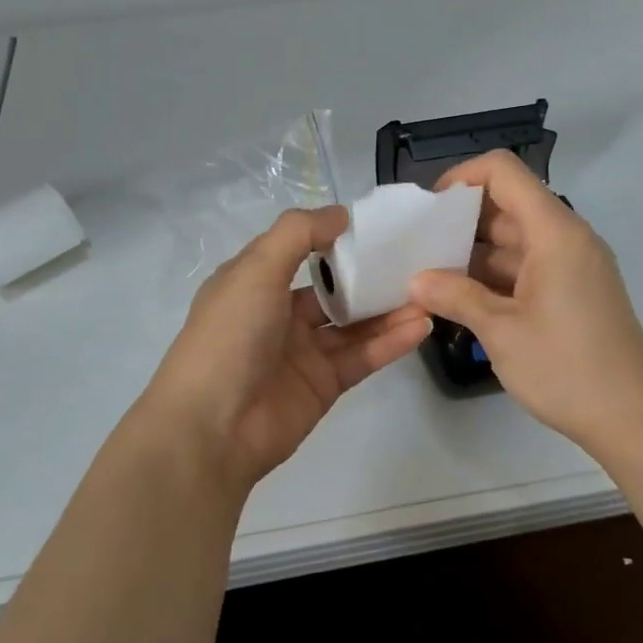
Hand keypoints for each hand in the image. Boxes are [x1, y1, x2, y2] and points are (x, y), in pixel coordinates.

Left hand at [144, 206, 431, 494]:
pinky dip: (391, 341)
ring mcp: (303, 352)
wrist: (213, 427)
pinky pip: (363, 356)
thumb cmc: (230, 335)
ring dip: (389, 309)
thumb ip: (299, 233)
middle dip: (371, 276)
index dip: (336, 238)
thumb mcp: (256, 269)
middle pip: (334, 289)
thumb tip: (341, 214)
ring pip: (354, 324)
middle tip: (417, 260)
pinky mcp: (325, 385)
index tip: (378, 226)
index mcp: (254, 282)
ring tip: (429, 292)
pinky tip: (421, 325)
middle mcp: (278, 314)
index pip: (301, 250)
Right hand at [408, 151, 642, 454]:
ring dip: (474, 253)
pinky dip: (495, 275)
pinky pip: (528, 266)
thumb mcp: (501, 331)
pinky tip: (462, 297)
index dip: (461, 178)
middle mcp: (567, 238)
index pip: (503, 172)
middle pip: (508, 205)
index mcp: (555, 232)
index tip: (428, 211)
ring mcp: (573, 265)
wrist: (633, 418)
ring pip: (515, 239)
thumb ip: (456, 296)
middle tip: (418, 247)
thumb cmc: (566, 367)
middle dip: (461, 220)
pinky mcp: (574, 291)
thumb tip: (415, 281)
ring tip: (429, 275)